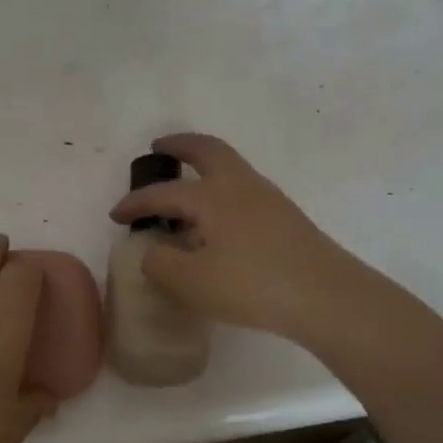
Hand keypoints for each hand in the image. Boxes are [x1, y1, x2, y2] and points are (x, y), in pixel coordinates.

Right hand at [108, 133, 370, 347]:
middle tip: (161, 147)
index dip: (136, 202)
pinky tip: (218, 223)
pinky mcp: (286, 219)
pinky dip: (222, 193)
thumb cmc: (253, 285)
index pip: (164, 193)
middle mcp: (240, 187)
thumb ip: (161, 264)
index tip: (115, 215)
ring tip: (186, 192)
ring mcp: (268, 200)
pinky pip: (243, 192)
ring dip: (204, 169)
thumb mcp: (192, 282)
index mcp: (213, 196)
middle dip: (181, 145)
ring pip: (230, 169)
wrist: (327, 297)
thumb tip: (152, 253)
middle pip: (208, 151)